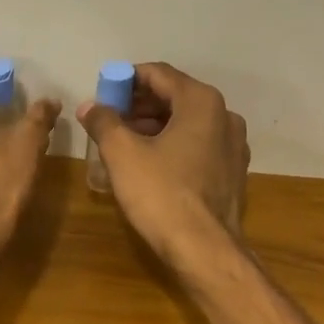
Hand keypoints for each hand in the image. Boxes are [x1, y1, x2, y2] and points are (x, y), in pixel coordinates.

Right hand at [77, 62, 248, 262]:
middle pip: (175, 96)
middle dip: (139, 104)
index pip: (158, 73)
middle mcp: (224, 115)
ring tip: (124, 142)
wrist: (205, 250)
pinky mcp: (234, 172)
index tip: (102, 94)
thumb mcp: (122, 154)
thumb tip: (90, 106)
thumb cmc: (162, 194)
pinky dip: (174, 145)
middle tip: (109, 119)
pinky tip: (151, 164)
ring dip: (154, 126)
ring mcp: (234, 145)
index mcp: (201, 102)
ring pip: (188, 122)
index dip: (125, 80)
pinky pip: (199, 145)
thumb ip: (104, 122)